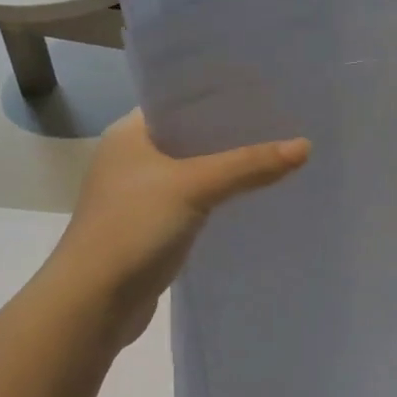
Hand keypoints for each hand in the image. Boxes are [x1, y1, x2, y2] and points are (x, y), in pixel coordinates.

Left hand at [56, 109, 309, 346]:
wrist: (92, 304)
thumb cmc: (133, 228)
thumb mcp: (194, 186)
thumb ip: (248, 165)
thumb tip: (305, 146)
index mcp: (130, 133)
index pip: (180, 100)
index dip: (221, 95)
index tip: (266, 91)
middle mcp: (133, 158)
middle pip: (192, 136)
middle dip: (233, 133)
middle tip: (284, 122)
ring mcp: (141, 195)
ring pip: (196, 171)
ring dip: (229, 168)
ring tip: (279, 155)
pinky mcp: (152, 227)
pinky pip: (195, 202)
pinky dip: (221, 198)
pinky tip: (254, 197)